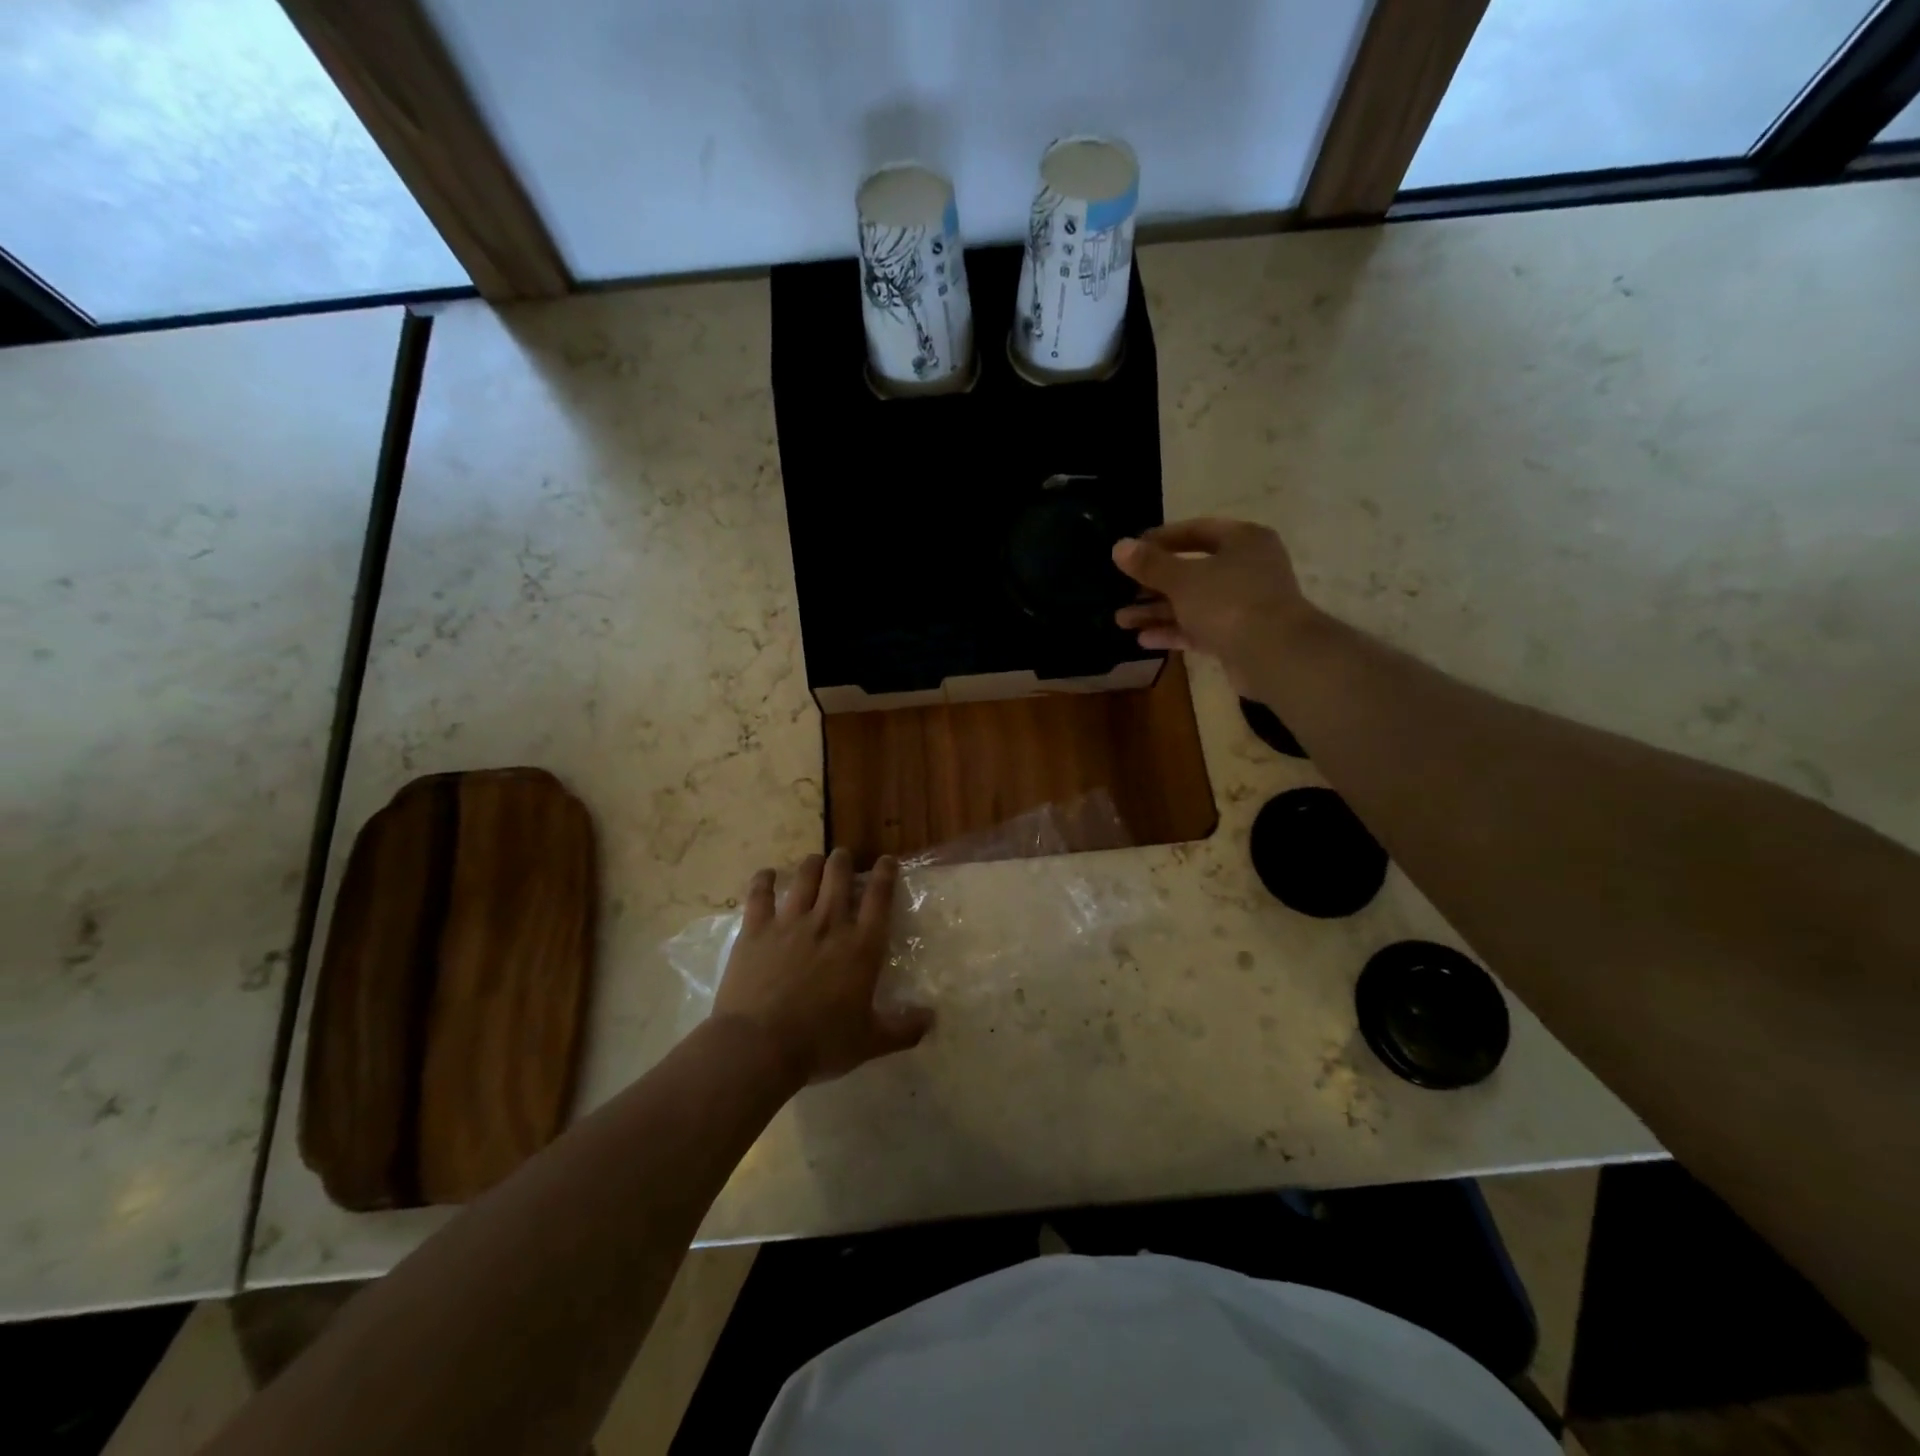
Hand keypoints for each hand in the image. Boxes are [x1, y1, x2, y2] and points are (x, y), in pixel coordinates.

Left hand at [712, 848, 932, 1086]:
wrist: (759, 1046)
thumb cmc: (820, 1043)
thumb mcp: (870, 1042)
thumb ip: (903, 1029)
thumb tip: (932, 1019)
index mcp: (861, 946)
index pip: (879, 897)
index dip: (885, 873)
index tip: (886, 860)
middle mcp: (829, 923)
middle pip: (839, 876)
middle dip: (843, 861)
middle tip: (843, 857)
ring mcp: (790, 922)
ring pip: (804, 878)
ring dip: (812, 865)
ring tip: (815, 861)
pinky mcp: (756, 929)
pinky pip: (760, 894)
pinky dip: (763, 880)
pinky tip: (766, 874)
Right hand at [1112, 518, 1315, 688]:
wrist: (1274, 655)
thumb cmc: (1229, 603)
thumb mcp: (1182, 580)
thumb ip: (1150, 564)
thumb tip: (1119, 546)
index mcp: (1243, 540)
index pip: (1196, 530)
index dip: (1161, 539)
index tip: (1131, 550)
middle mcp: (1247, 568)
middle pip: (1192, 570)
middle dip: (1153, 583)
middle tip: (1121, 591)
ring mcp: (1245, 604)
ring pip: (1193, 602)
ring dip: (1157, 611)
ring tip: (1121, 620)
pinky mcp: (1239, 636)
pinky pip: (1200, 628)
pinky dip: (1174, 631)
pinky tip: (1143, 639)